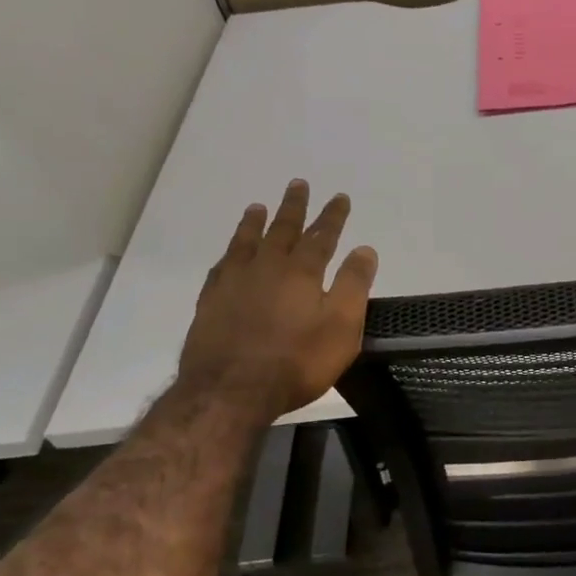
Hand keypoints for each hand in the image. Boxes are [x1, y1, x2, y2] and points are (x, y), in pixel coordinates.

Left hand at [177, 180, 377, 415]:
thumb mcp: (341, 327)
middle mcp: (266, 268)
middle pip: (282, 230)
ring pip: (246, 243)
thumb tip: (364, 249)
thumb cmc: (296, 361)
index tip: (339, 197)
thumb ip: (353, 285)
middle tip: (298, 184)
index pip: (321, 236)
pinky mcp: (210, 304)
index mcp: (301, 272)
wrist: (230, 392)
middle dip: (293, 207)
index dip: (333, 216)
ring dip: (254, 223)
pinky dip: (229, 255)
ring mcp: (233, 284)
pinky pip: (221, 268)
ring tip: (257, 207)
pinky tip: (229, 255)